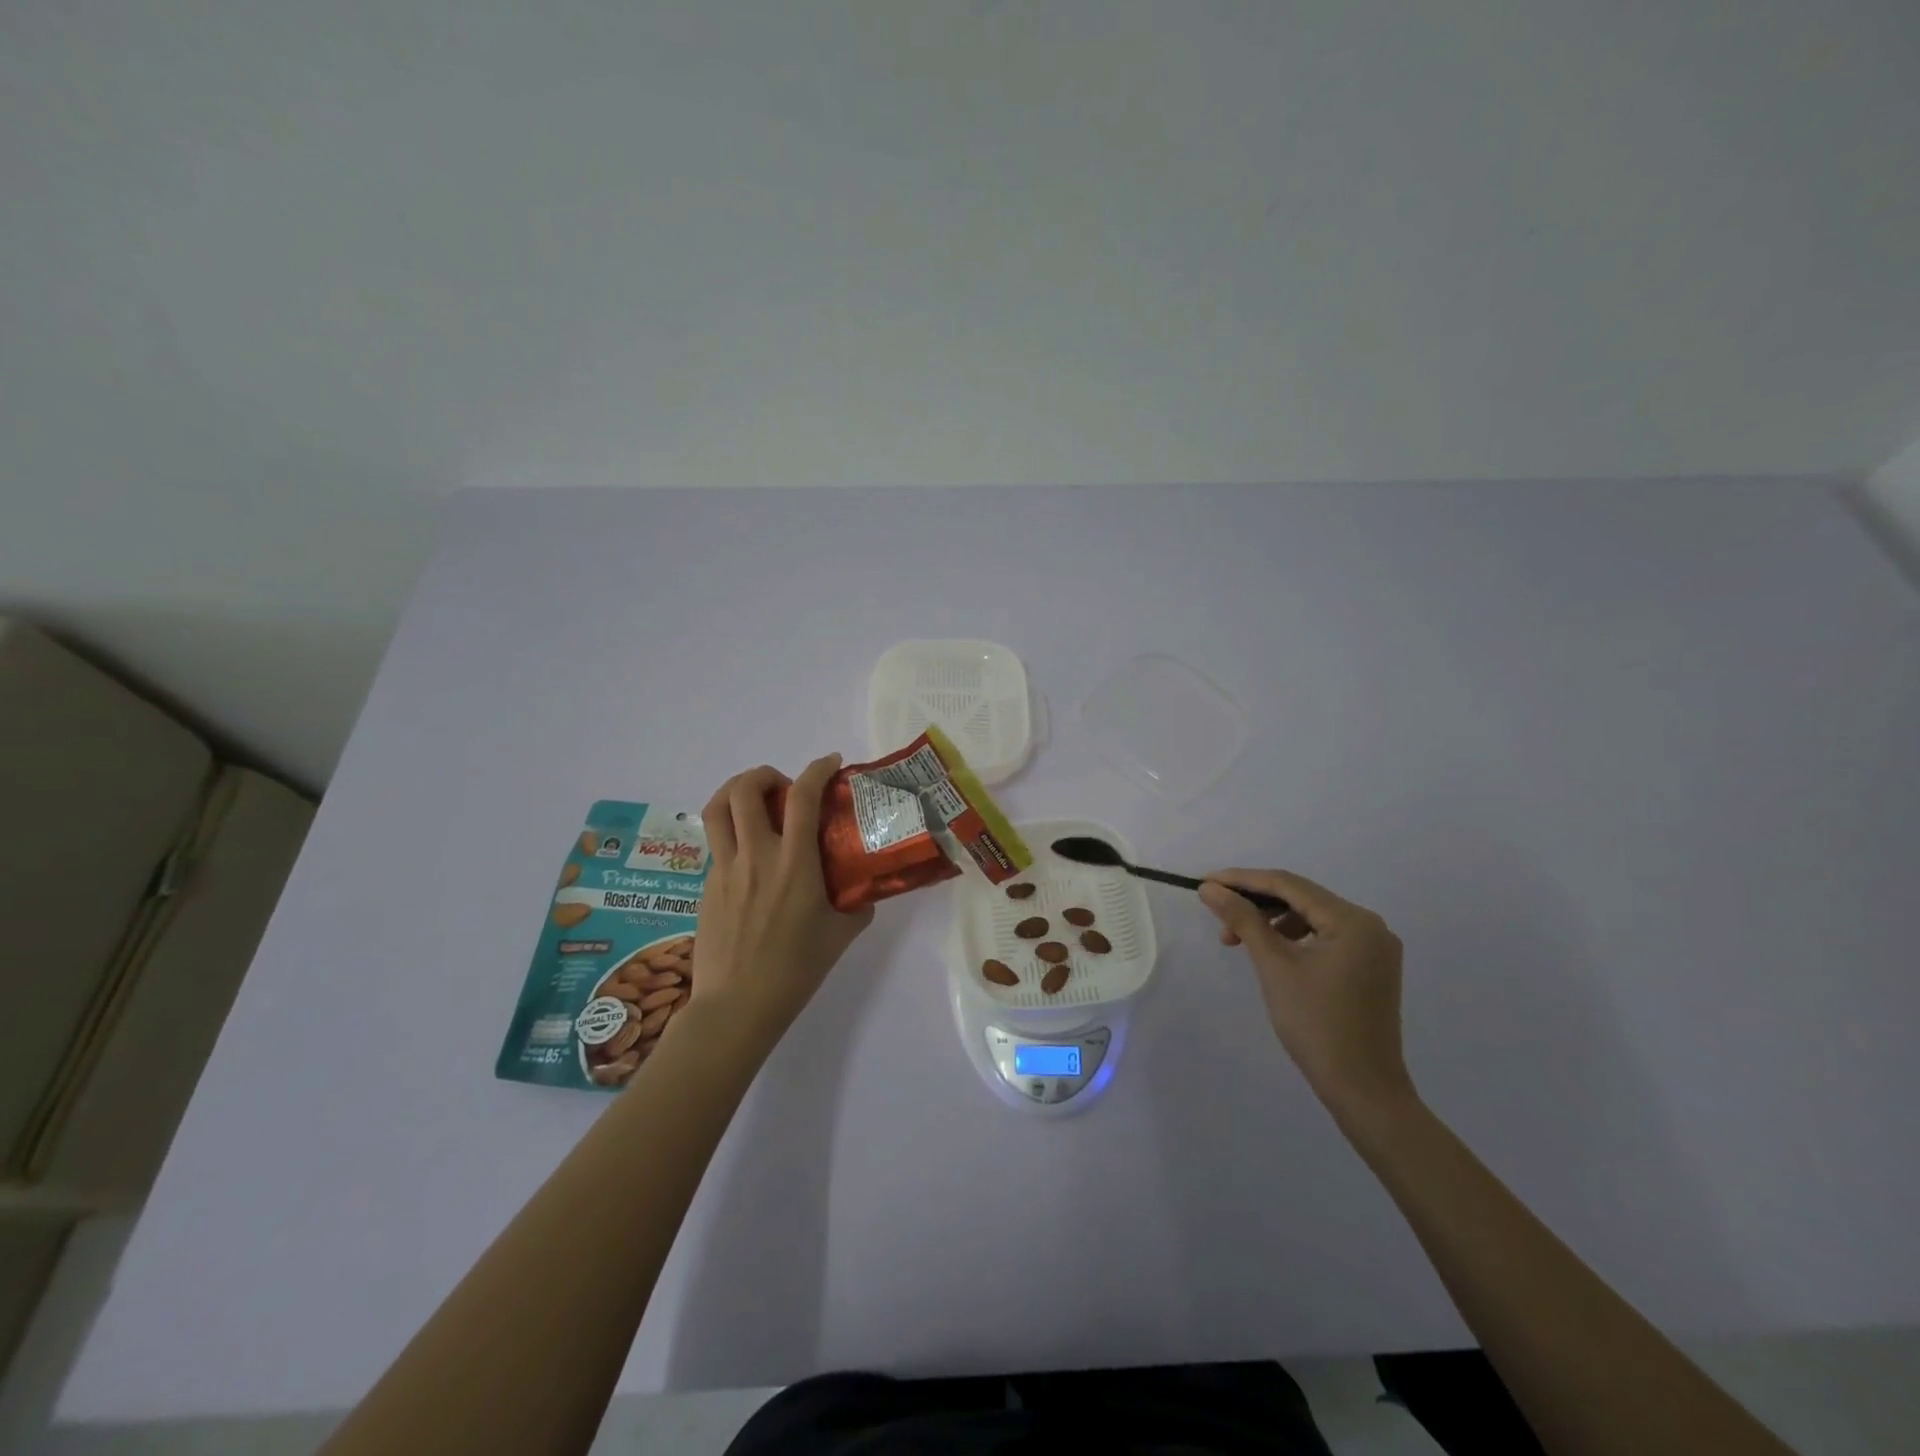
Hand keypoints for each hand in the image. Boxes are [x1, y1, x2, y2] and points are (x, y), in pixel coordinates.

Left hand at [691, 756, 874, 1048]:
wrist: (737, 1006)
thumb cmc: (796, 970)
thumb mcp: (840, 934)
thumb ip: (856, 904)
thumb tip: (863, 889)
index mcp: (794, 863)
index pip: (802, 797)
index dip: (817, 769)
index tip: (831, 763)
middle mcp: (755, 856)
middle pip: (744, 789)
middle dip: (765, 774)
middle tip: (785, 788)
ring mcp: (725, 869)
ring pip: (716, 808)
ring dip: (736, 791)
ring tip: (756, 801)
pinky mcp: (707, 885)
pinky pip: (716, 842)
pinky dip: (732, 830)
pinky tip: (750, 854)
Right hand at [1198, 869, 1412, 1119]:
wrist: (1363, 1090)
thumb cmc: (1316, 1024)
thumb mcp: (1274, 965)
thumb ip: (1243, 919)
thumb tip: (1210, 888)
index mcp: (1353, 920)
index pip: (1289, 884)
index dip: (1243, 879)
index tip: (1205, 882)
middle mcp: (1370, 926)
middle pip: (1302, 898)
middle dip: (1256, 903)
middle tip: (1218, 915)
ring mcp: (1374, 948)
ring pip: (1311, 918)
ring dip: (1272, 922)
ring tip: (1238, 940)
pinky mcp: (1370, 968)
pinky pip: (1324, 938)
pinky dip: (1293, 939)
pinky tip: (1270, 952)